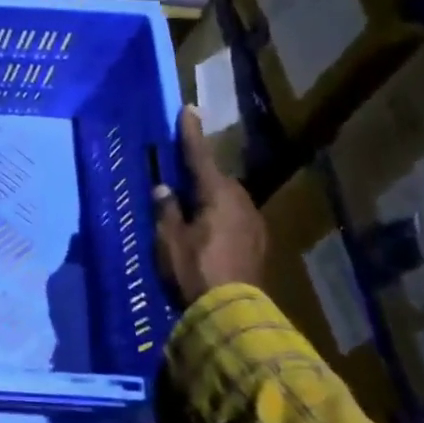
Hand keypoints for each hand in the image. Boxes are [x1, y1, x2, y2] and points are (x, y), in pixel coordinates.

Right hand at [153, 105, 266, 304]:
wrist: (233, 314)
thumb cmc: (195, 270)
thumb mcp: (169, 240)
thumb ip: (167, 211)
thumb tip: (164, 189)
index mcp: (217, 195)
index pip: (199, 156)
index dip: (191, 133)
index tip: (189, 109)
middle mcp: (241, 203)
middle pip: (217, 180)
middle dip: (201, 176)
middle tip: (181, 179)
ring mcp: (254, 224)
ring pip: (228, 201)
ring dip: (211, 199)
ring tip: (192, 209)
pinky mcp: (259, 245)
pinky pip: (235, 219)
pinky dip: (221, 218)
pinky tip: (209, 232)